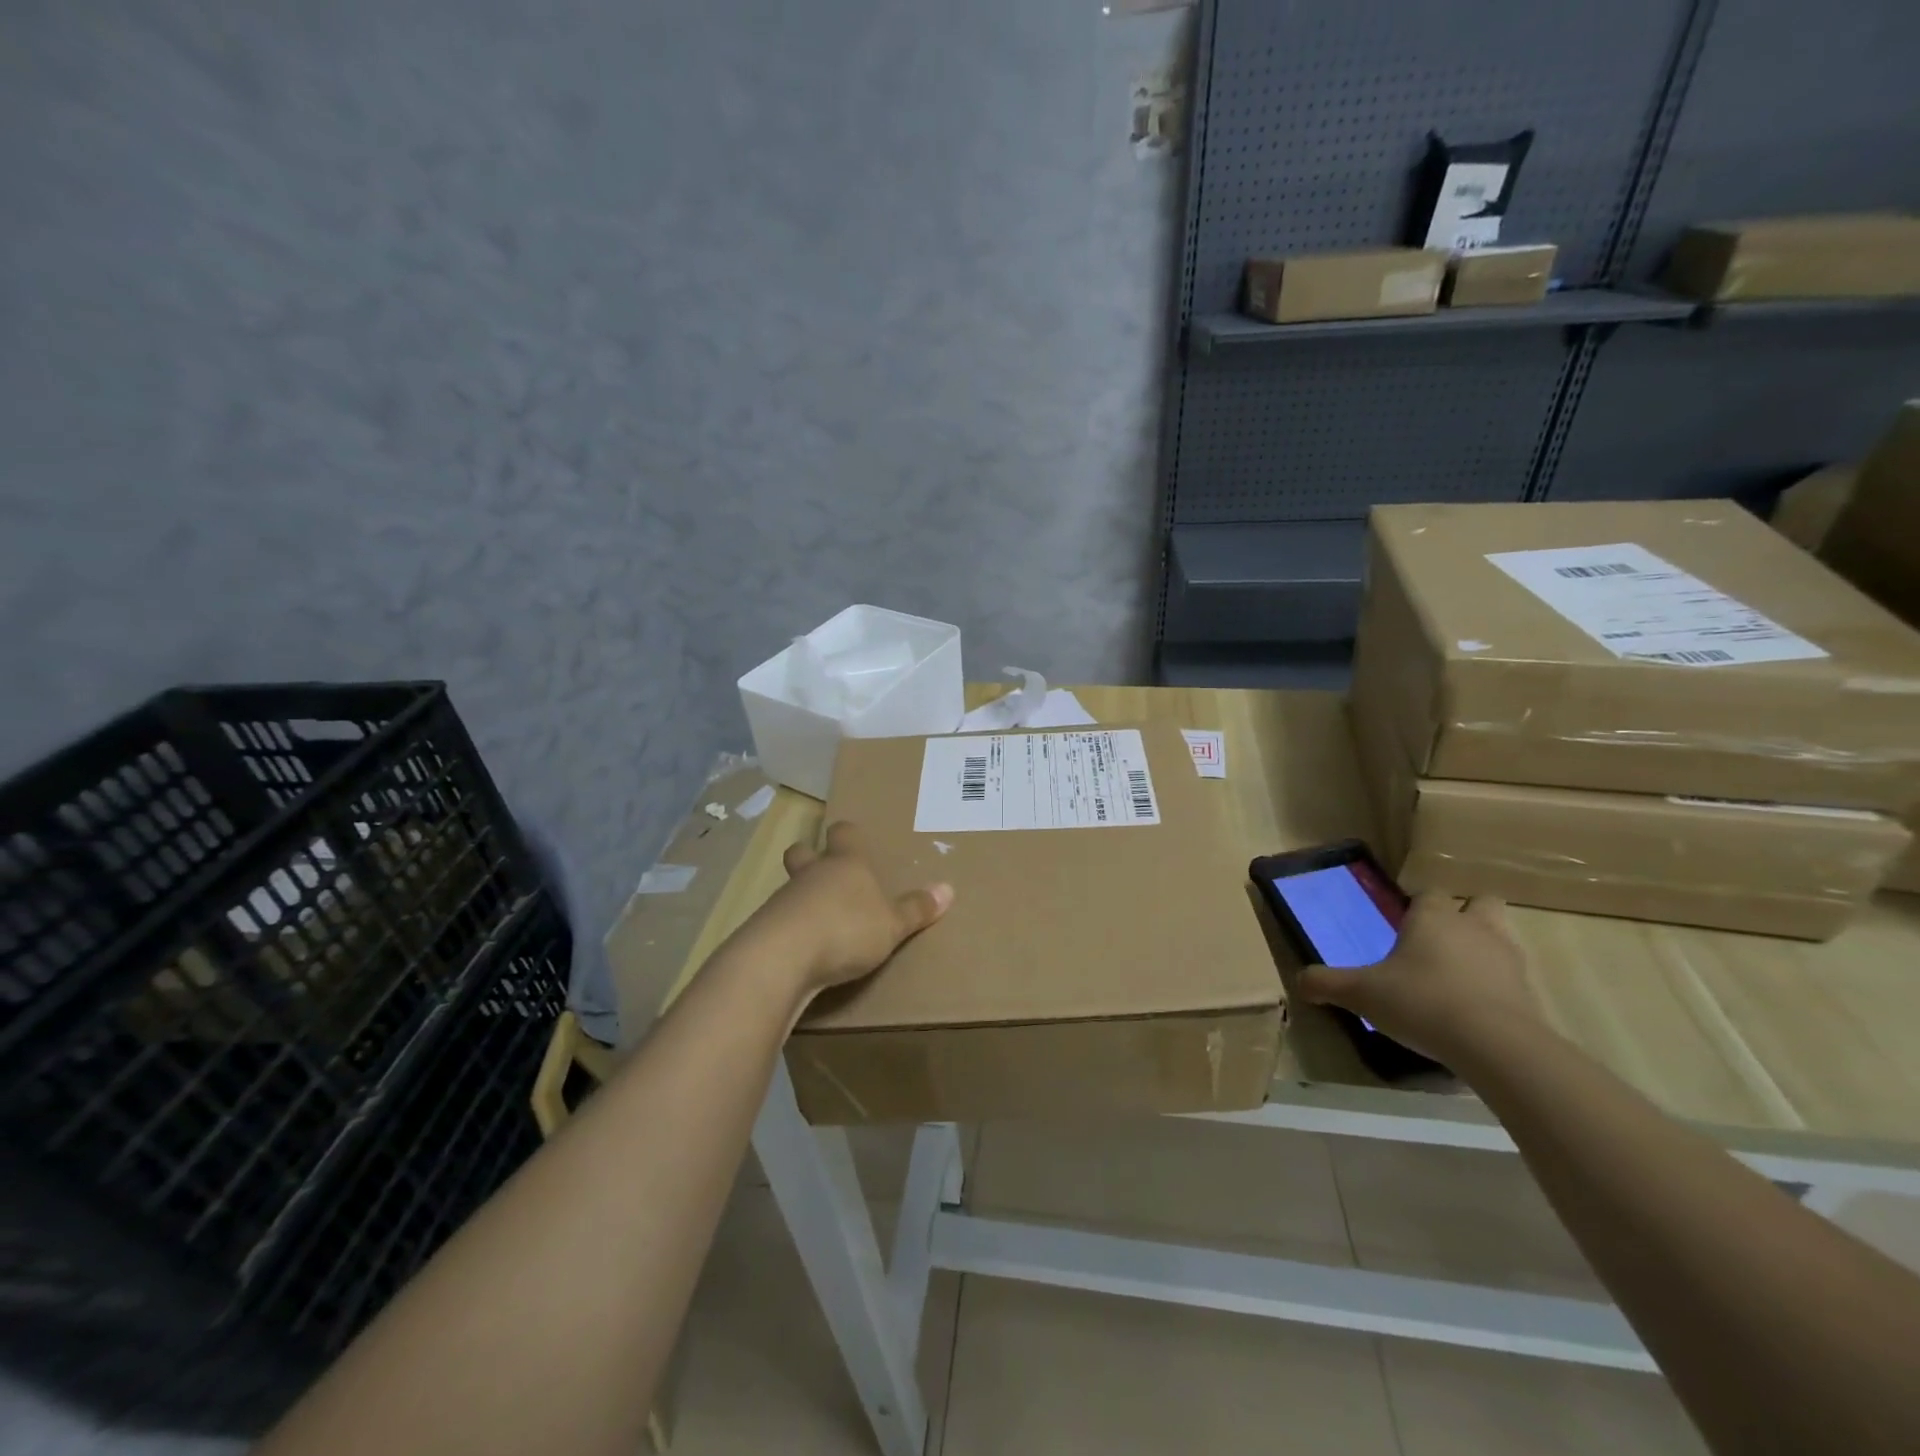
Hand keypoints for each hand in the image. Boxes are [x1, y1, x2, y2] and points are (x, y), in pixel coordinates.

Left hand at [744, 822, 953, 994]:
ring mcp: (783, 900)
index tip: (850, 837)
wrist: (783, 958)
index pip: (843, 833)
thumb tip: (948, 889)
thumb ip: (916, 909)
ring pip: (790, 887)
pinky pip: (778, 921)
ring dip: (800, 898)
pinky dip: (789, 929)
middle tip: (822, 870)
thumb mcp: (891, 925)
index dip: (846, 834)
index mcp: (846, 864)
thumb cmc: (847, 929)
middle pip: (802, 852)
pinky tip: (801, 950)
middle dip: (809, 857)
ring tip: (818, 920)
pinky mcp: (764, 929)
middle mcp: (812, 874)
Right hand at [1295, 894, 1541, 1065]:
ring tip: (1458, 976)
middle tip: (1440, 939)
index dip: (1418, 904)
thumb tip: (1299, 981)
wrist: (1496, 1046)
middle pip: (1481, 902)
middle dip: (1465, 914)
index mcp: (1433, 917)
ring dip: (1484, 949)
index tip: (1404, 922)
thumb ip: (1327, 983)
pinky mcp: (1531, 994)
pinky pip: (1513, 979)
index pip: (1429, 893)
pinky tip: (1476, 1010)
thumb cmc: (1421, 1002)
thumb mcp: (1361, 993)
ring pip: (1501, 937)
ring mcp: (1509, 959)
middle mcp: (1474, 928)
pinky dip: (1498, 987)